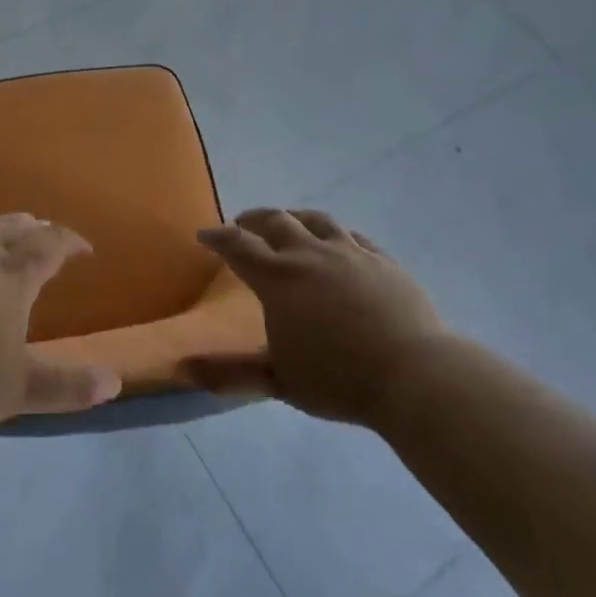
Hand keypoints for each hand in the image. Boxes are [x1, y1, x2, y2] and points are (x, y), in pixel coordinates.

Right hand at [191, 208, 444, 426]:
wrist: (413, 375)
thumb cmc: (338, 379)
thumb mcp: (278, 379)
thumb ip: (230, 372)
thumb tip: (182, 367)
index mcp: (279, 279)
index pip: (238, 246)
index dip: (218, 237)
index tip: (205, 235)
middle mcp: (311, 254)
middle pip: (276, 221)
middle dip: (253, 219)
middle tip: (242, 224)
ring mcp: (351, 253)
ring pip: (316, 220)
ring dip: (294, 217)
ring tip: (287, 222)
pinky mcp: (383, 260)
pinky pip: (353, 236)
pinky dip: (335, 234)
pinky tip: (337, 242)